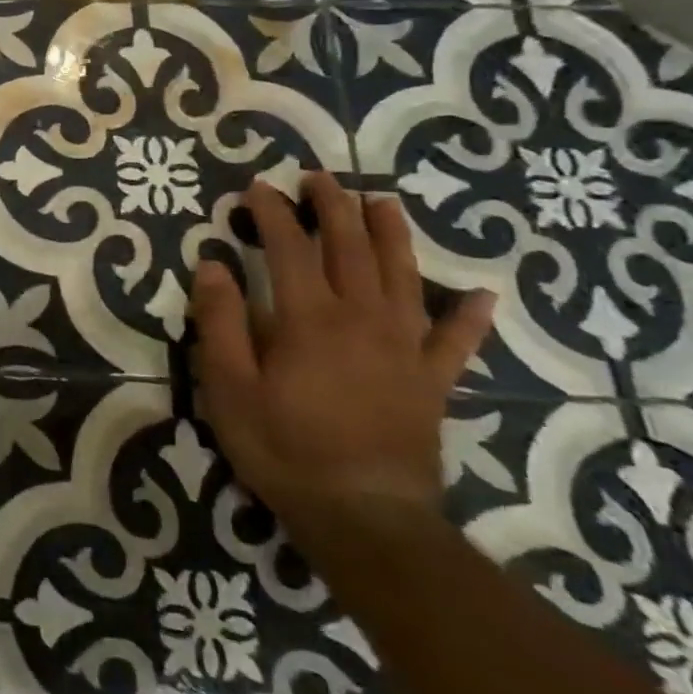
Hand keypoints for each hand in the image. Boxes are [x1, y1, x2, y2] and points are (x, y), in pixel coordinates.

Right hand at [191, 173, 495, 541]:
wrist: (364, 516)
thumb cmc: (282, 446)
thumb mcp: (227, 385)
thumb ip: (219, 321)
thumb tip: (212, 264)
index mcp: (308, 319)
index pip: (289, 249)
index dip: (273, 212)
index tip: (258, 186)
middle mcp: (361, 320)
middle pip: (350, 250)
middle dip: (334, 208)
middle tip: (319, 177)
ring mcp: (403, 350)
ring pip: (402, 278)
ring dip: (392, 237)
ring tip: (383, 203)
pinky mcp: (430, 383)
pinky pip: (454, 343)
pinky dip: (468, 318)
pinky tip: (479, 297)